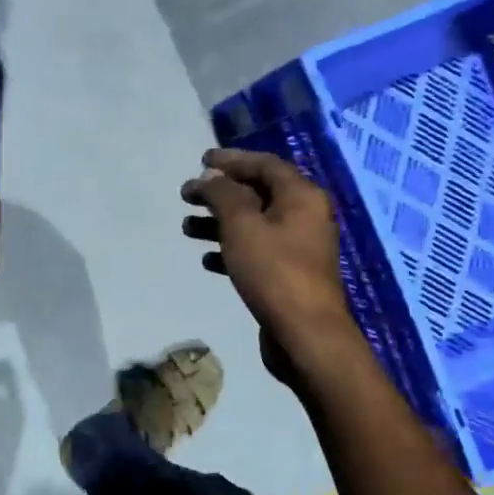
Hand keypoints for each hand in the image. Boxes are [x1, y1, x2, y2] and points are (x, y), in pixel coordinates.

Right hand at [181, 148, 357, 372]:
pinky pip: (256, 251)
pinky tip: (206, 259)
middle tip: (187, 195)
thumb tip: (210, 177)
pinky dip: (231, 249)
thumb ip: (223, 194)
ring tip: (187, 228)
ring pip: (253, 224)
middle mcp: (304, 216)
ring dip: (219, 222)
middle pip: (257, 193)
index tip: (201, 161)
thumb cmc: (274, 272)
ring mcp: (298, 247)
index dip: (231, 160)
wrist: (306, 334)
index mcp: (301, 196)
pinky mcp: (288, 274)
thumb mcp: (242, 226)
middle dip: (220, 193)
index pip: (264, 164)